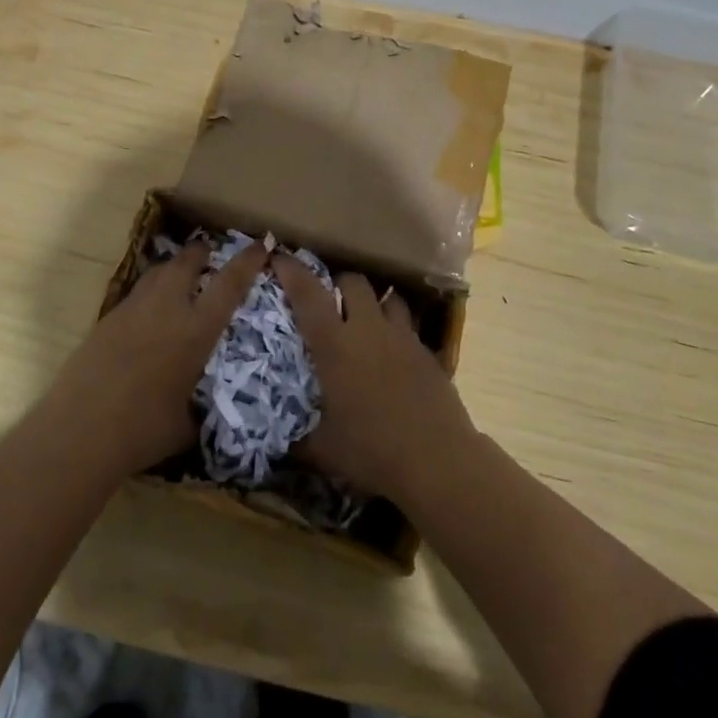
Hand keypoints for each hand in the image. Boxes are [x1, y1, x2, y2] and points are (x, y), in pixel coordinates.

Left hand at [56, 237, 269, 475]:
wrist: (80, 429)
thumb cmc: (142, 430)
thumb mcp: (187, 424)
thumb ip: (201, 409)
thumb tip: (206, 412)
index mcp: (195, 330)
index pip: (229, 284)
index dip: (247, 261)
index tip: (260, 244)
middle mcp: (166, 309)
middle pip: (186, 262)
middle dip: (200, 252)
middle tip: (209, 253)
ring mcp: (132, 310)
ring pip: (157, 272)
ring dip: (173, 268)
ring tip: (180, 277)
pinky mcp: (106, 319)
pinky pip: (136, 294)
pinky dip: (150, 293)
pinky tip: (149, 314)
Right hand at [274, 253, 476, 503]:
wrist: (437, 460)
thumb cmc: (372, 450)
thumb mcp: (324, 450)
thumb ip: (299, 441)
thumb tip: (280, 445)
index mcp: (335, 345)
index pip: (308, 295)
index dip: (292, 271)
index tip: (279, 256)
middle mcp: (368, 329)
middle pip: (354, 282)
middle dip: (339, 283)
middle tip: (329, 300)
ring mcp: (403, 338)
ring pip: (388, 297)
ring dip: (374, 301)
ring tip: (366, 318)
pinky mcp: (427, 352)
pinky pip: (409, 326)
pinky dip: (397, 330)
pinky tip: (393, 353)